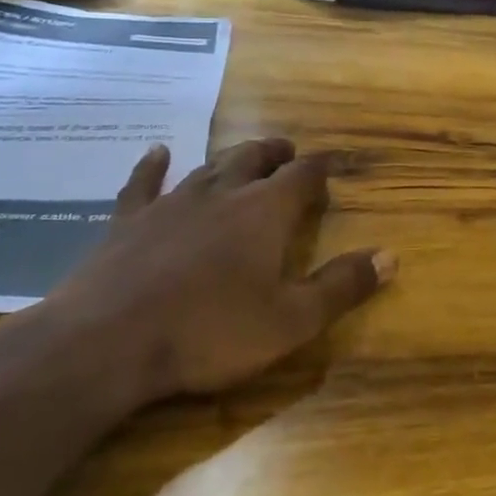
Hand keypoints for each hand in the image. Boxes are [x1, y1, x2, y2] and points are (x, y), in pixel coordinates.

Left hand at [41, 139, 394, 406]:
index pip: (303, 176)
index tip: (334, 163)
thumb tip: (390, 256)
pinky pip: (143, 184)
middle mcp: (222, 194)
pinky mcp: (127, 222)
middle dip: (276, 154)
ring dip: (231, 157)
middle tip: (289, 152)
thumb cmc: (208, 333)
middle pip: (254, 159)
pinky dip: (153, 166)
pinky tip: (157, 152)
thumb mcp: (290, 321)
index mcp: (264, 213)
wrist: (104, 344)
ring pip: (208, 167)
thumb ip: (342, 286)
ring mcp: (170, 204)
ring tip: (246, 153)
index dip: (321, 167)